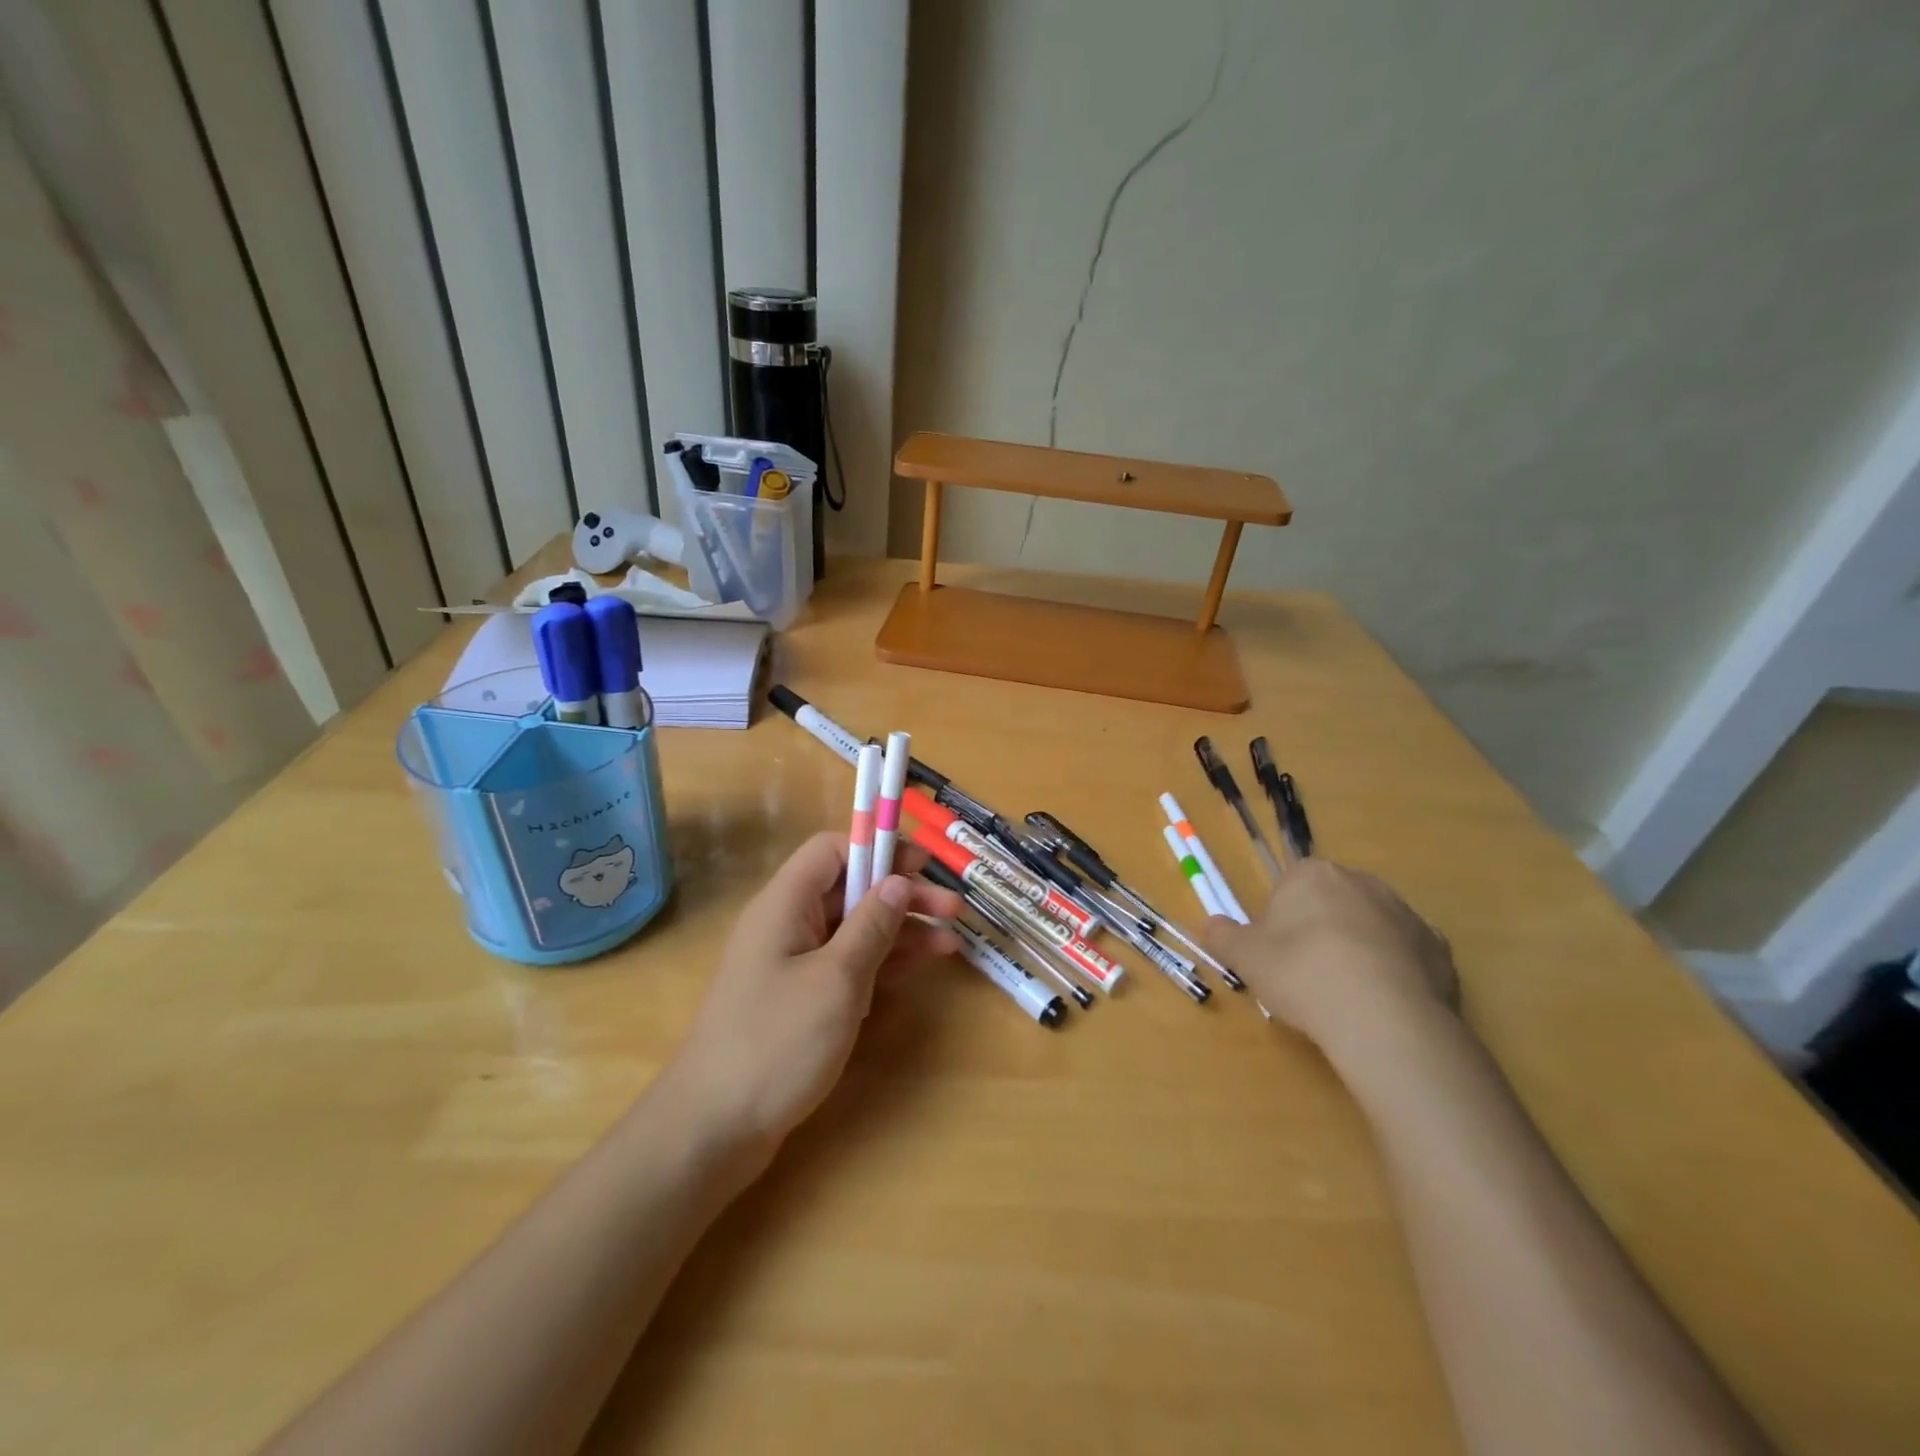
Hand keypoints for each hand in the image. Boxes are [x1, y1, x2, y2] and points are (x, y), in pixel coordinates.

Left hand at [670, 832, 964, 1152]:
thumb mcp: (836, 980)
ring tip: (952, 943)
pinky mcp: (802, 998)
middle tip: (954, 910)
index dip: (878, 848)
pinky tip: (921, 967)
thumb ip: (871, 926)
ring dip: (902, 932)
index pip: (833, 849)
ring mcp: (794, 963)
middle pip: (851, 889)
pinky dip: (884, 963)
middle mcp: (789, 924)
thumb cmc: (776, 1043)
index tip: (922, 866)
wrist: (714, 1129)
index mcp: (785, 904)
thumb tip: (898, 881)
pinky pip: (848, 964)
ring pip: (856, 929)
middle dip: (903, 895)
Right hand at [1203, 858, 1456, 1056]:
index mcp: (1313, 874)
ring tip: (1344, 995)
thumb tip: (1212, 924)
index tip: (1276, 953)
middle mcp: (1362, 882)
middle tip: (1305, 973)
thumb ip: (1223, 935)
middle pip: (1332, 902)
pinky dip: (1394, 973)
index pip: (1290, 885)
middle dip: (1320, 929)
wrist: (1383, 1018)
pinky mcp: (1440, 950)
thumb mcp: (1244, 957)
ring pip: (1371, 927)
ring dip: (1358, 950)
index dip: (1280, 919)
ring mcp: (1406, 914)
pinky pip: (1406, 956)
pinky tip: (1380, 1004)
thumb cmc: (1301, 973)